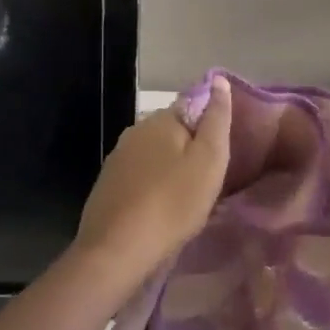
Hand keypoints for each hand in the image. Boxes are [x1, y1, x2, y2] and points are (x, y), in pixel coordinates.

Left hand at [74, 77, 232, 283]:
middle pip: (172, 133)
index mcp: (159, 120)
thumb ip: (216, 119)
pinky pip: (140, 178)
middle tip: (209, 181)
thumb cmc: (173, 203)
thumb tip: (218, 79)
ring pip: (155, 156)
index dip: (210, 128)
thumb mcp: (208, 161)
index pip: (192, 107)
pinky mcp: (107, 186)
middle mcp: (134, 132)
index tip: (222, 155)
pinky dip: (153, 188)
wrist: (117, 250)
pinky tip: (161, 210)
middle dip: (190, 150)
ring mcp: (116, 160)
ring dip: (171, 171)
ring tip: (188, 198)